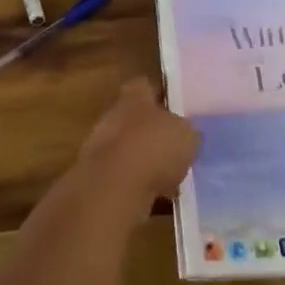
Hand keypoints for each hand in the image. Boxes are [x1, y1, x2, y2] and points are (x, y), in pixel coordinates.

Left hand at [75, 78, 198, 210]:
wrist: (114, 188)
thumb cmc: (154, 148)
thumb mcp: (187, 135)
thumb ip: (186, 130)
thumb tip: (186, 133)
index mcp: (134, 99)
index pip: (143, 85)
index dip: (158, 93)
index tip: (173, 104)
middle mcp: (113, 117)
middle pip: (133, 118)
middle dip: (151, 131)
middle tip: (175, 144)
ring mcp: (100, 148)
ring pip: (128, 149)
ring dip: (144, 160)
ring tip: (170, 176)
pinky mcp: (97, 178)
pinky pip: (123, 177)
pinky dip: (139, 185)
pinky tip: (158, 198)